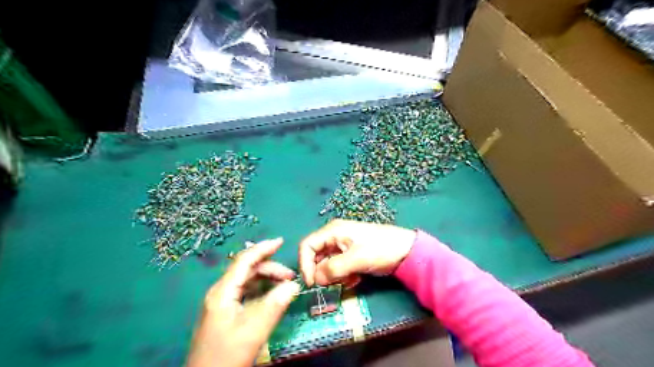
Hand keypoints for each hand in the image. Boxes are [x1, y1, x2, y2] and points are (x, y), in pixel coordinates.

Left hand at [186, 238, 299, 366]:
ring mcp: (222, 303)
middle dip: (270, 268)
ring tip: (285, 286)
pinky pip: (246, 292)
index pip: (244, 260)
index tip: (281, 242)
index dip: (263, 248)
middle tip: (290, 276)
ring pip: (247, 281)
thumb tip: (293, 285)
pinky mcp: (225, 313)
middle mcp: (221, 292)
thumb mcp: (253, 330)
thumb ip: (274, 305)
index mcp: (223, 291)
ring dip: (267, 279)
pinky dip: (261, 289)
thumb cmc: (227, 354)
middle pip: (247, 270)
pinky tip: (272, 295)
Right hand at [298, 220, 415, 286]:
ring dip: (334, 276)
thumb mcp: (356, 259)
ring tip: (350, 279)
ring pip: (327, 264)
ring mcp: (342, 247)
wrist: (406, 251)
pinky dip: (343, 276)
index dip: (305, 264)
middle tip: (333, 284)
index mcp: (332, 231)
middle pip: (316, 256)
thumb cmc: (380, 249)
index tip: (312, 284)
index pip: (307, 246)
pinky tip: (356, 279)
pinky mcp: (350, 256)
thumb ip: (333, 269)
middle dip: (322, 273)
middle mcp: (334, 237)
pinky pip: (338, 268)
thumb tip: (316, 280)